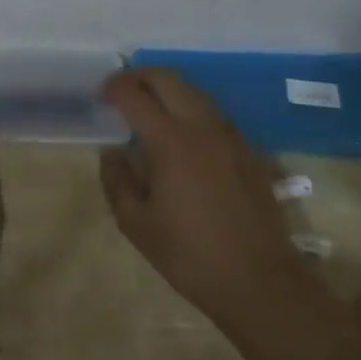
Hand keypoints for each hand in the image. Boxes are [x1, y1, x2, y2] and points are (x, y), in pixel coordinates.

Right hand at [99, 67, 308, 331]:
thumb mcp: (135, 223)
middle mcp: (201, 127)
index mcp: (170, 141)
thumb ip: (116, 179)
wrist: (261, 283)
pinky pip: (211, 112)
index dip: (112, 87)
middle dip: (138, 76)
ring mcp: (229, 136)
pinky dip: (187, 108)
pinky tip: (179, 134)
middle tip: (119, 90)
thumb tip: (112, 152)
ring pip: (193, 91)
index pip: (134, 94)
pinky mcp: (247, 150)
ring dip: (165, 89)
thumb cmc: (190, 255)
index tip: (99, 95)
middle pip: (167, 78)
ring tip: (147, 108)